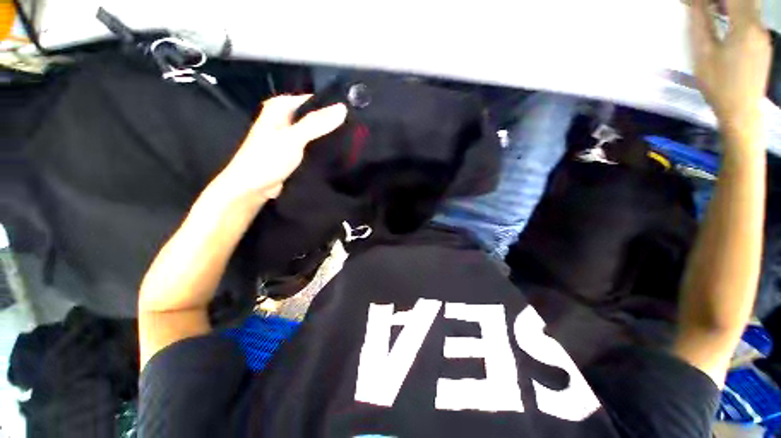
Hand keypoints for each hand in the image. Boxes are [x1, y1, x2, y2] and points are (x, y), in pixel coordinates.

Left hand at [220, 95, 346, 199]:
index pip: (313, 100)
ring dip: (329, 136)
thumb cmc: (268, 159)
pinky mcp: (295, 150)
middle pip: (315, 116)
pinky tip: (338, 151)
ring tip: (352, 140)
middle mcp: (286, 117)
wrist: (253, 187)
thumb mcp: (293, 138)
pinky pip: (313, 144)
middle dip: (332, 122)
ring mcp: (291, 135)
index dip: (332, 106)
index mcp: (281, 107)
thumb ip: (316, 123)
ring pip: (315, 131)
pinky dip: (323, 146)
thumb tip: (343, 108)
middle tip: (356, 130)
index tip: (354, 114)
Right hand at [691, 0, 770, 141]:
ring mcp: (763, 37)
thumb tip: (696, 3)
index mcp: (745, 26)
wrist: (741, 112)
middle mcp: (758, 26)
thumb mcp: (703, 54)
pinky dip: (737, 14)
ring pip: (749, 9)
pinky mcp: (762, 46)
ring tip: (712, 9)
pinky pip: (751, 21)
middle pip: (744, 1)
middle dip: (724, 0)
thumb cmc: (719, 85)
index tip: (698, 1)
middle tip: (704, 5)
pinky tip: (725, 21)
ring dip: (731, 5)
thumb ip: (701, 25)